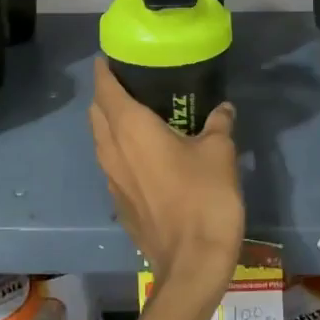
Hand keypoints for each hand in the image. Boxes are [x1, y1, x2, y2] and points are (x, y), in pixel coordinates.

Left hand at [90, 59, 244, 294]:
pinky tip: (144, 154)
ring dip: (110, 123)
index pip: (105, 88)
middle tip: (131, 82)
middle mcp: (112, 149)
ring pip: (101, 139)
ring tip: (137, 113)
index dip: (104, 69)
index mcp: (130, 128)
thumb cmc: (204, 197)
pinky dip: (119, 149)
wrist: (192, 263)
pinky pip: (111, 164)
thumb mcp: (219, 152)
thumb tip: (223, 109)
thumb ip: (218, 124)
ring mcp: (111, 179)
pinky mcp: (119, 203)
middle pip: (96, 112)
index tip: (112, 56)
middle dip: (106, 93)